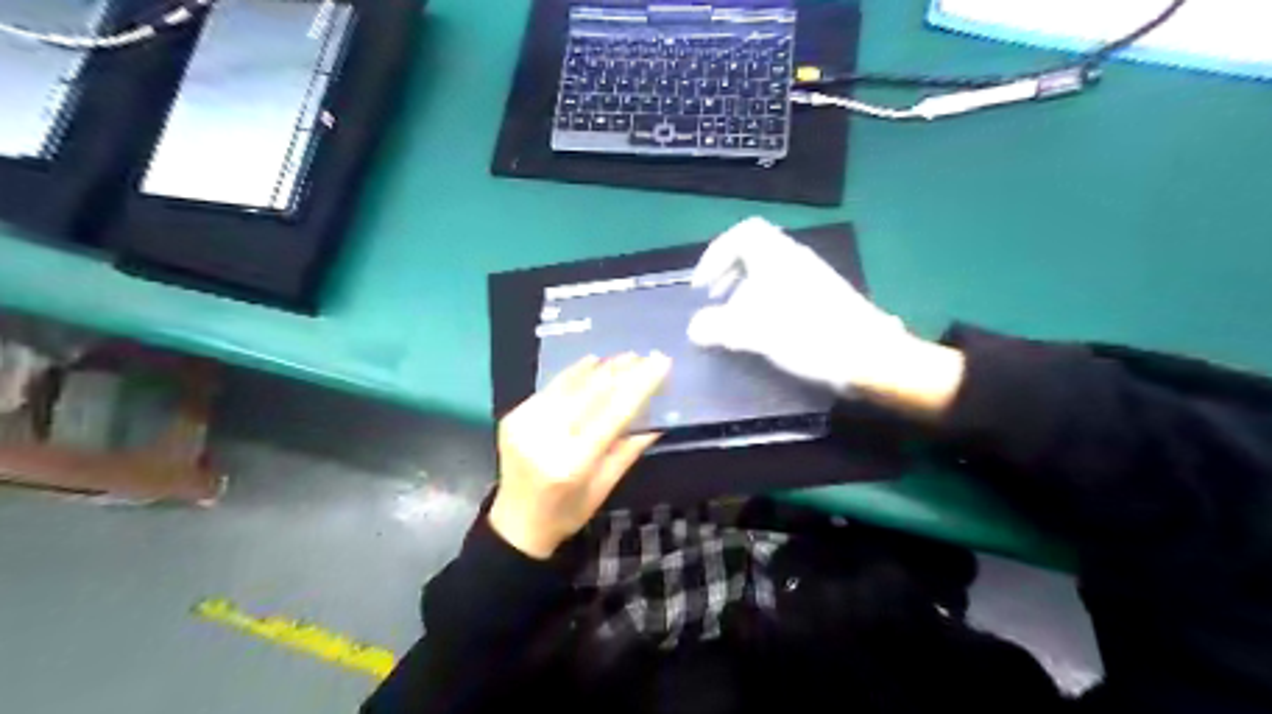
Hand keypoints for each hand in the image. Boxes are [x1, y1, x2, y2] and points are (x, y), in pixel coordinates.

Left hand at [488, 353, 670, 558]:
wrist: (516, 523)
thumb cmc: (567, 513)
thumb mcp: (604, 487)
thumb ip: (628, 449)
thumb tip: (657, 417)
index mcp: (572, 464)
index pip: (613, 415)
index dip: (639, 386)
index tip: (660, 364)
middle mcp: (545, 439)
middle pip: (591, 394)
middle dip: (621, 371)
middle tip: (645, 355)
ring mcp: (525, 424)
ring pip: (570, 386)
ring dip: (599, 368)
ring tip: (624, 356)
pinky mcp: (514, 416)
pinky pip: (550, 388)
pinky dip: (573, 374)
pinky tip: (592, 362)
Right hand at [692, 221, 958, 413]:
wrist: (870, 357)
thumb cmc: (809, 336)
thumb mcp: (756, 332)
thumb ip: (719, 327)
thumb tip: (694, 328)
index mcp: (778, 257)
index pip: (742, 234)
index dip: (715, 255)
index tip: (703, 286)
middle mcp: (795, 260)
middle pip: (753, 251)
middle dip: (727, 273)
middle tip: (713, 299)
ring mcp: (811, 279)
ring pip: (768, 272)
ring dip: (744, 291)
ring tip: (734, 319)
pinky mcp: (822, 299)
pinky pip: (783, 289)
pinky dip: (764, 304)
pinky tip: (762, 331)